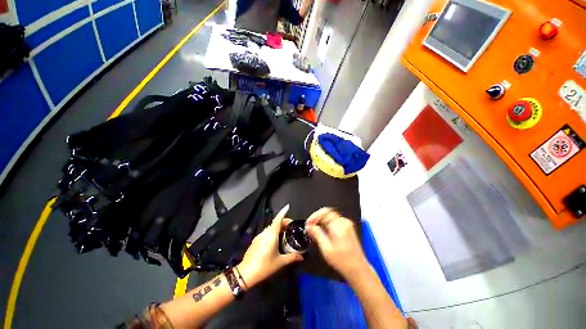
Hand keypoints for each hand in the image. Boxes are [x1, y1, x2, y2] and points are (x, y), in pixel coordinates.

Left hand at [237, 204, 302, 288]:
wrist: (246, 273)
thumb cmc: (265, 266)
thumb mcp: (280, 262)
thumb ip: (291, 257)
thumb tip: (301, 256)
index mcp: (271, 234)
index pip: (278, 219)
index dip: (283, 212)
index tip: (288, 206)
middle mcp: (265, 232)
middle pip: (275, 222)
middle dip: (283, 221)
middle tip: (291, 226)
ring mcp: (259, 236)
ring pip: (270, 227)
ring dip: (278, 227)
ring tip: (285, 233)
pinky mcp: (256, 241)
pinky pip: (266, 232)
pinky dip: (273, 232)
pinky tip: (276, 240)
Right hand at [305, 208, 368, 279]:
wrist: (358, 269)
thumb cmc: (343, 262)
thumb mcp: (326, 249)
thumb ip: (317, 234)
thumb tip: (309, 226)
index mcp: (339, 226)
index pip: (324, 212)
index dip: (314, 216)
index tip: (308, 223)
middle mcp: (344, 222)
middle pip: (327, 212)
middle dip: (317, 217)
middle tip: (309, 226)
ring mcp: (347, 224)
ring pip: (330, 215)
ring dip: (321, 220)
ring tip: (314, 228)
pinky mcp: (347, 227)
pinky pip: (334, 220)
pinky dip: (326, 222)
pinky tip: (321, 230)